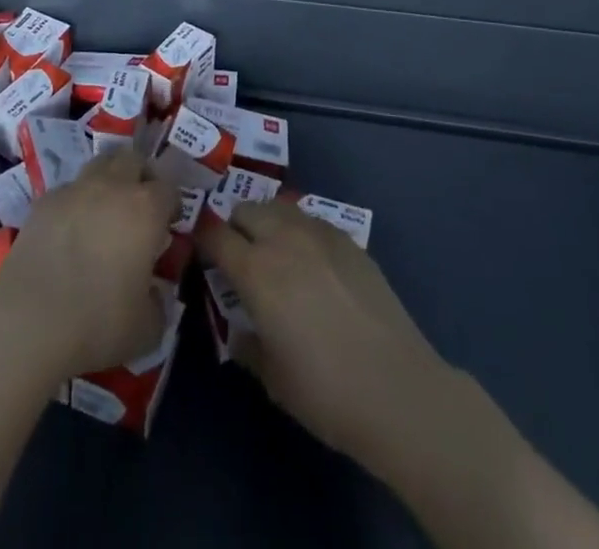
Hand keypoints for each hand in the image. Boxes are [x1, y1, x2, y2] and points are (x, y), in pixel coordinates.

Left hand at [0, 148, 176, 383]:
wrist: (28, 321)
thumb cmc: (98, 323)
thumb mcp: (146, 329)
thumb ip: (158, 303)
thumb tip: (154, 292)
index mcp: (145, 210)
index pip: (169, 189)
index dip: (171, 205)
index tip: (168, 227)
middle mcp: (112, 187)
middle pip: (132, 160)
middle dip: (141, 177)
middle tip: (140, 207)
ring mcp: (74, 190)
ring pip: (99, 165)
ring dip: (108, 180)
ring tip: (105, 213)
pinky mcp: (43, 202)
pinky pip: (68, 190)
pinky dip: (76, 201)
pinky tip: (70, 231)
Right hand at [198, 198, 452, 467]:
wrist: (397, 389)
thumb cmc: (324, 391)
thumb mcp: (271, 376)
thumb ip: (246, 341)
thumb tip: (240, 326)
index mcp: (255, 270)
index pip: (214, 235)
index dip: (203, 240)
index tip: (202, 254)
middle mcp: (283, 239)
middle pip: (245, 209)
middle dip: (235, 227)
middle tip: (240, 258)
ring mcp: (319, 234)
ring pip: (279, 208)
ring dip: (268, 224)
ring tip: (276, 255)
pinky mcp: (348, 239)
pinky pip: (311, 221)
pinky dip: (300, 232)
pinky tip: (312, 264)